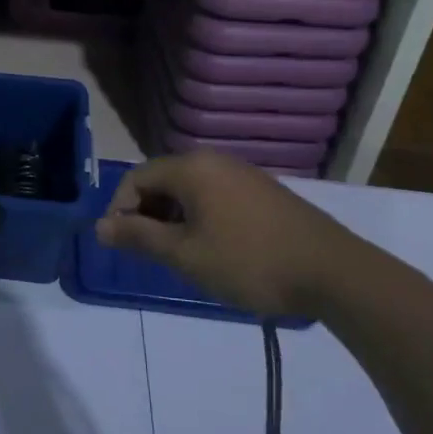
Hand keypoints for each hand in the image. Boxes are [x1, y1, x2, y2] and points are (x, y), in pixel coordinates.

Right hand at [94, 152, 365, 317]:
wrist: (333, 272)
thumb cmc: (249, 262)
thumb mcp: (185, 255)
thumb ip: (139, 237)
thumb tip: (99, 227)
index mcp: (191, 168)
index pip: (136, 178)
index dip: (121, 210)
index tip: (122, 246)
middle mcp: (214, 161)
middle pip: (162, 180)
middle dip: (147, 215)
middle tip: (150, 255)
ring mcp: (242, 174)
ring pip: (189, 190)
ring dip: (173, 219)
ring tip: (181, 257)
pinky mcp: (262, 192)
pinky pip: (215, 196)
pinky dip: (200, 218)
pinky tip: (213, 250)